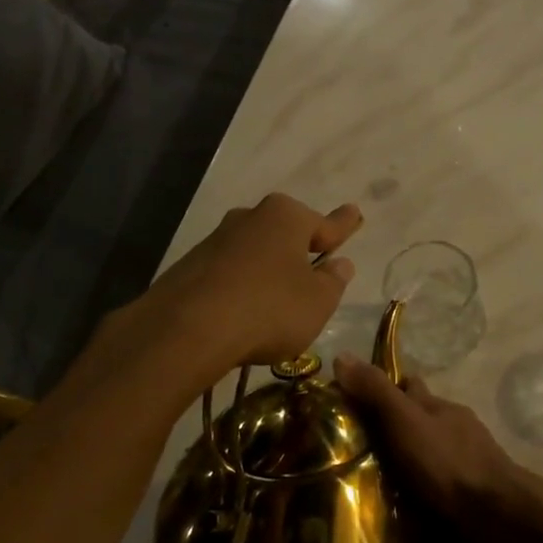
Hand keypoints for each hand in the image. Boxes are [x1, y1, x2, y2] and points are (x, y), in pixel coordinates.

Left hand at [140, 194, 361, 380]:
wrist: (187, 329)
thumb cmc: (269, 308)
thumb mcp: (318, 302)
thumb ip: (333, 281)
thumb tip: (339, 264)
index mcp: (286, 217)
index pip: (325, 223)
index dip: (343, 226)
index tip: (355, 213)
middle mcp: (250, 218)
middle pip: (285, 234)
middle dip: (300, 249)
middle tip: (315, 264)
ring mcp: (216, 240)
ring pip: (255, 254)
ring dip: (268, 271)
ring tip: (277, 302)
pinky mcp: (190, 267)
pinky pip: (229, 274)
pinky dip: (241, 288)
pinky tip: (243, 313)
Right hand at [333, 357, 538, 542]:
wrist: (499, 519)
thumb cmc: (448, 463)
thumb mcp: (406, 422)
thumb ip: (376, 392)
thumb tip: (341, 356)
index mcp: (438, 408)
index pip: (407, 387)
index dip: (381, 389)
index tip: (347, 403)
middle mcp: (451, 432)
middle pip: (415, 425)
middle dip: (388, 434)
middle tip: (345, 454)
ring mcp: (462, 468)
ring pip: (424, 463)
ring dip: (400, 473)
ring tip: (361, 492)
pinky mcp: (465, 504)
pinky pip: (433, 498)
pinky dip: (415, 505)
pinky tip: (392, 520)